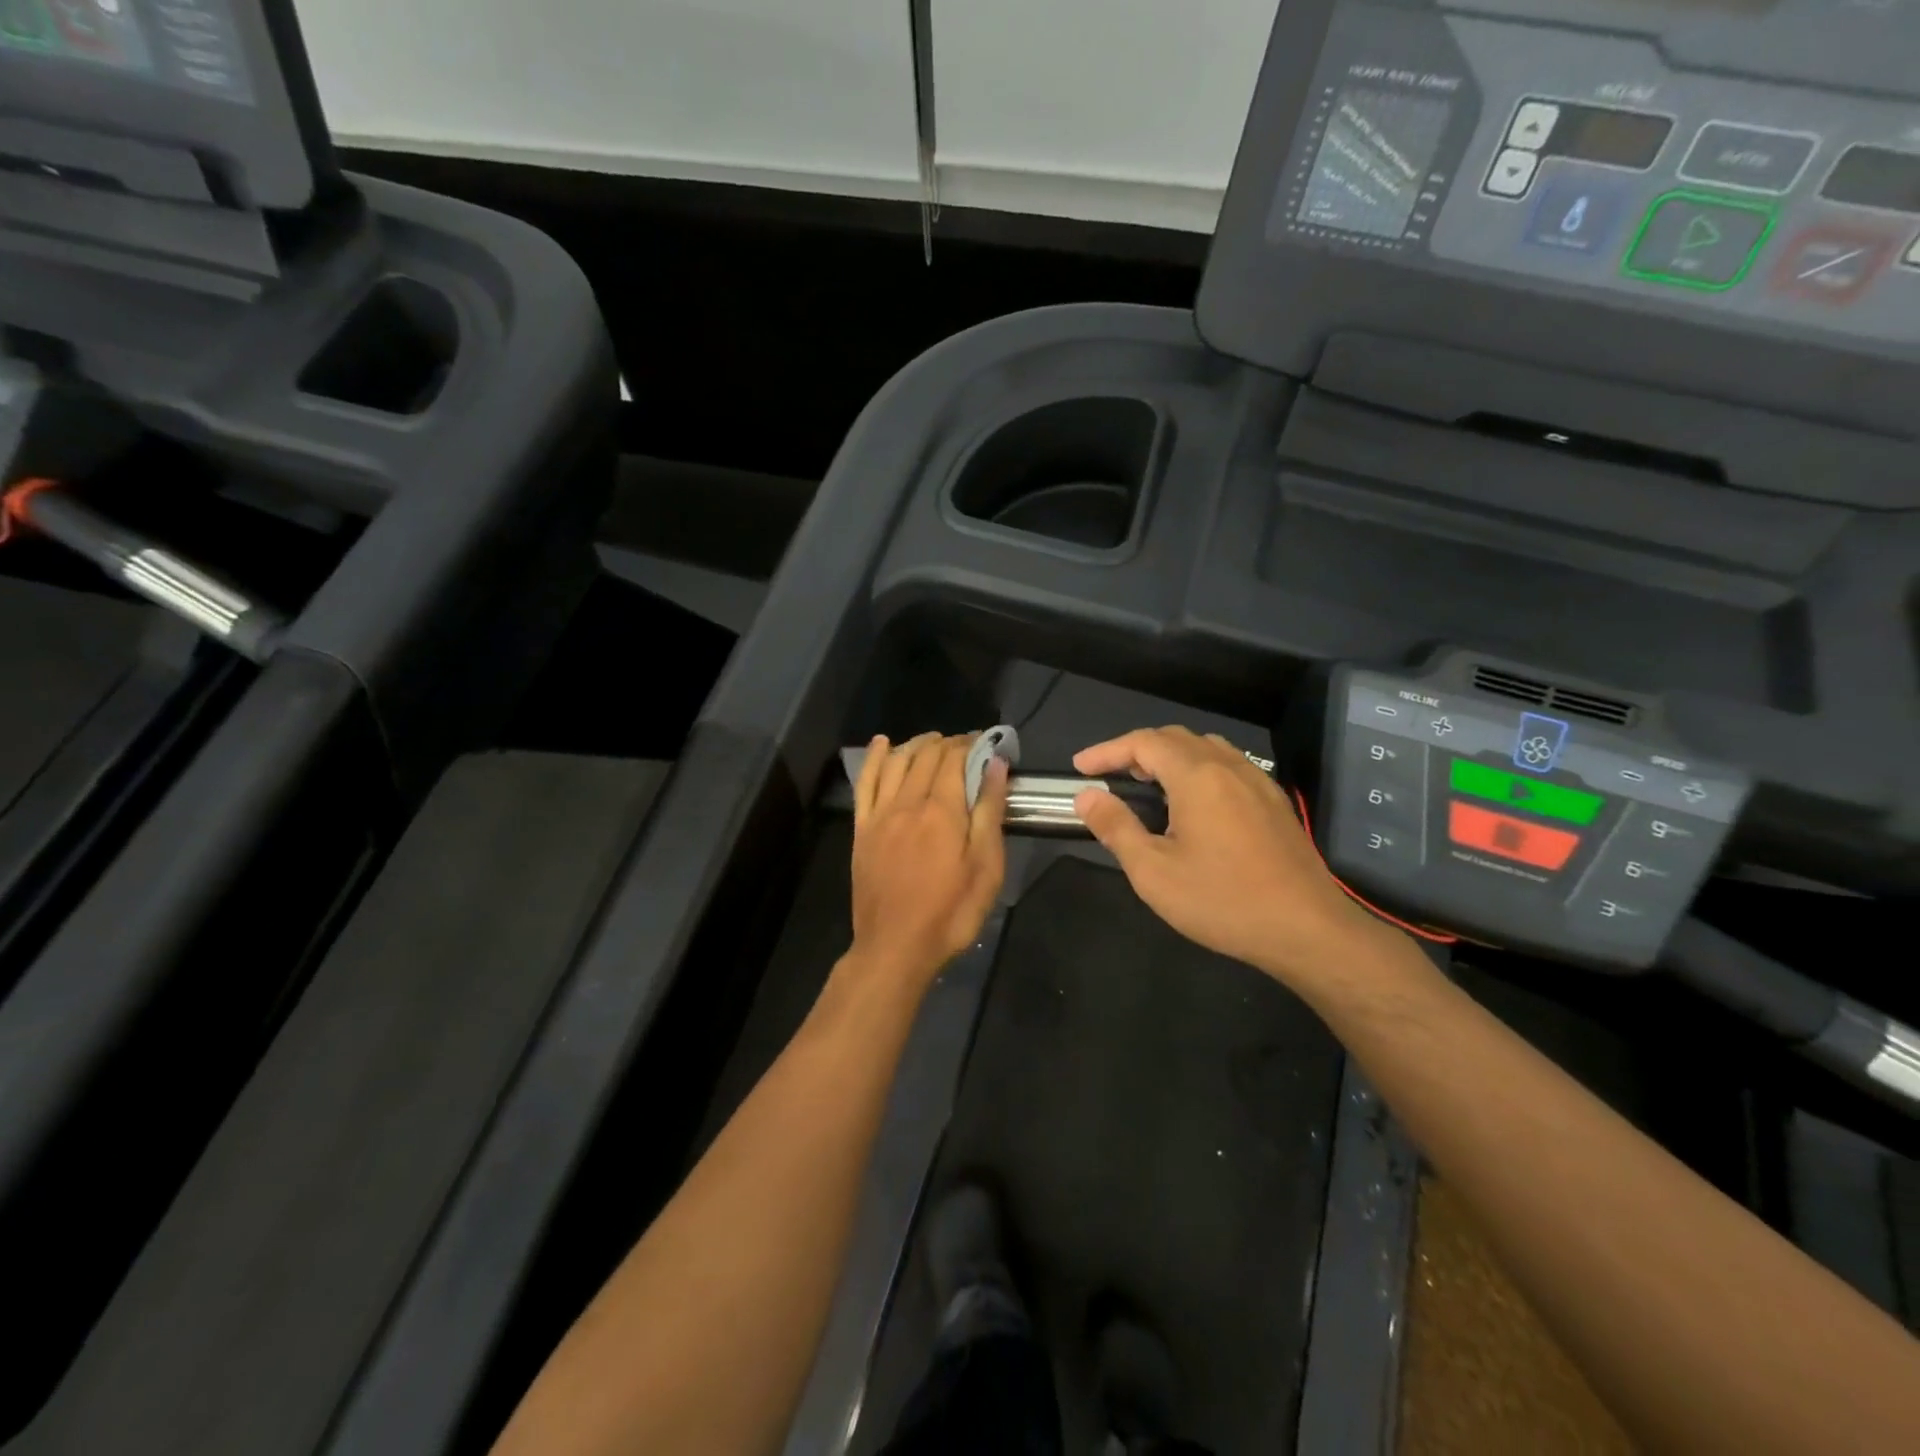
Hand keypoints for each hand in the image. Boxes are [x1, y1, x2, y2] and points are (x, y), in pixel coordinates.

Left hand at [848, 733, 1008, 993]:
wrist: (895, 947)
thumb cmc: (951, 912)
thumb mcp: (986, 867)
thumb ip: (989, 812)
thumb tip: (995, 765)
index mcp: (942, 810)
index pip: (955, 759)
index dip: (971, 744)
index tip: (986, 742)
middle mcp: (908, 802)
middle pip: (926, 756)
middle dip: (947, 743)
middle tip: (965, 745)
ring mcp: (880, 814)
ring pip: (896, 762)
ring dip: (915, 744)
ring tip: (932, 741)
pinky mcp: (862, 829)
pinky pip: (865, 783)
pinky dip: (875, 758)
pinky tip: (883, 744)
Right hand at [1072, 727, 1386, 985]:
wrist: (1308, 930)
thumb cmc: (1223, 901)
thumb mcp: (1154, 872)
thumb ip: (1116, 827)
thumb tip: (1087, 797)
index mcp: (1197, 777)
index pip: (1143, 743)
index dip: (1106, 750)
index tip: (1080, 769)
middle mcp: (1229, 767)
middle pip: (1175, 738)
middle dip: (1136, 749)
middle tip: (1110, 776)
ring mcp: (1257, 782)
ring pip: (1205, 748)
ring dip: (1169, 756)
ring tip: (1147, 785)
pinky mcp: (1273, 802)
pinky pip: (1228, 766)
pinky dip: (1197, 769)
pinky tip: (1192, 804)